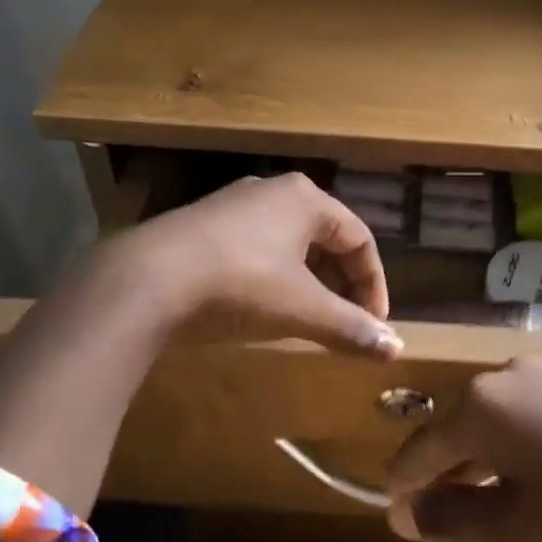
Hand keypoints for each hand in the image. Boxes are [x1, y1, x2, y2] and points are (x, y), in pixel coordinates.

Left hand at [98, 173, 401, 357]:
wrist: (145, 279)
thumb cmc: (240, 284)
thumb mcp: (302, 309)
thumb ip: (351, 327)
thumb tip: (397, 350)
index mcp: (305, 199)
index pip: (359, 238)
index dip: (373, 283)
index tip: (375, 323)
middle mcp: (272, 191)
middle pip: (324, 238)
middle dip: (340, 282)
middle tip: (345, 321)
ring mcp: (232, 204)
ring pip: (288, 243)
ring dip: (307, 281)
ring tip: (307, 317)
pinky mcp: (201, 224)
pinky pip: (255, 248)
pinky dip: (272, 276)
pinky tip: (260, 305)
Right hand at [384, 360, 541, 541]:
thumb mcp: (516, 530)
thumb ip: (451, 518)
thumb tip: (406, 513)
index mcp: (479, 405)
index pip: (420, 449)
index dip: (403, 488)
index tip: (399, 522)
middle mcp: (506, 376)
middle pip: (455, 427)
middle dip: (441, 473)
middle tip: (438, 519)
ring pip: (493, 420)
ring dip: (478, 460)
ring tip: (481, 505)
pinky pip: (527, 415)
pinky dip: (514, 448)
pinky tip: (531, 481)